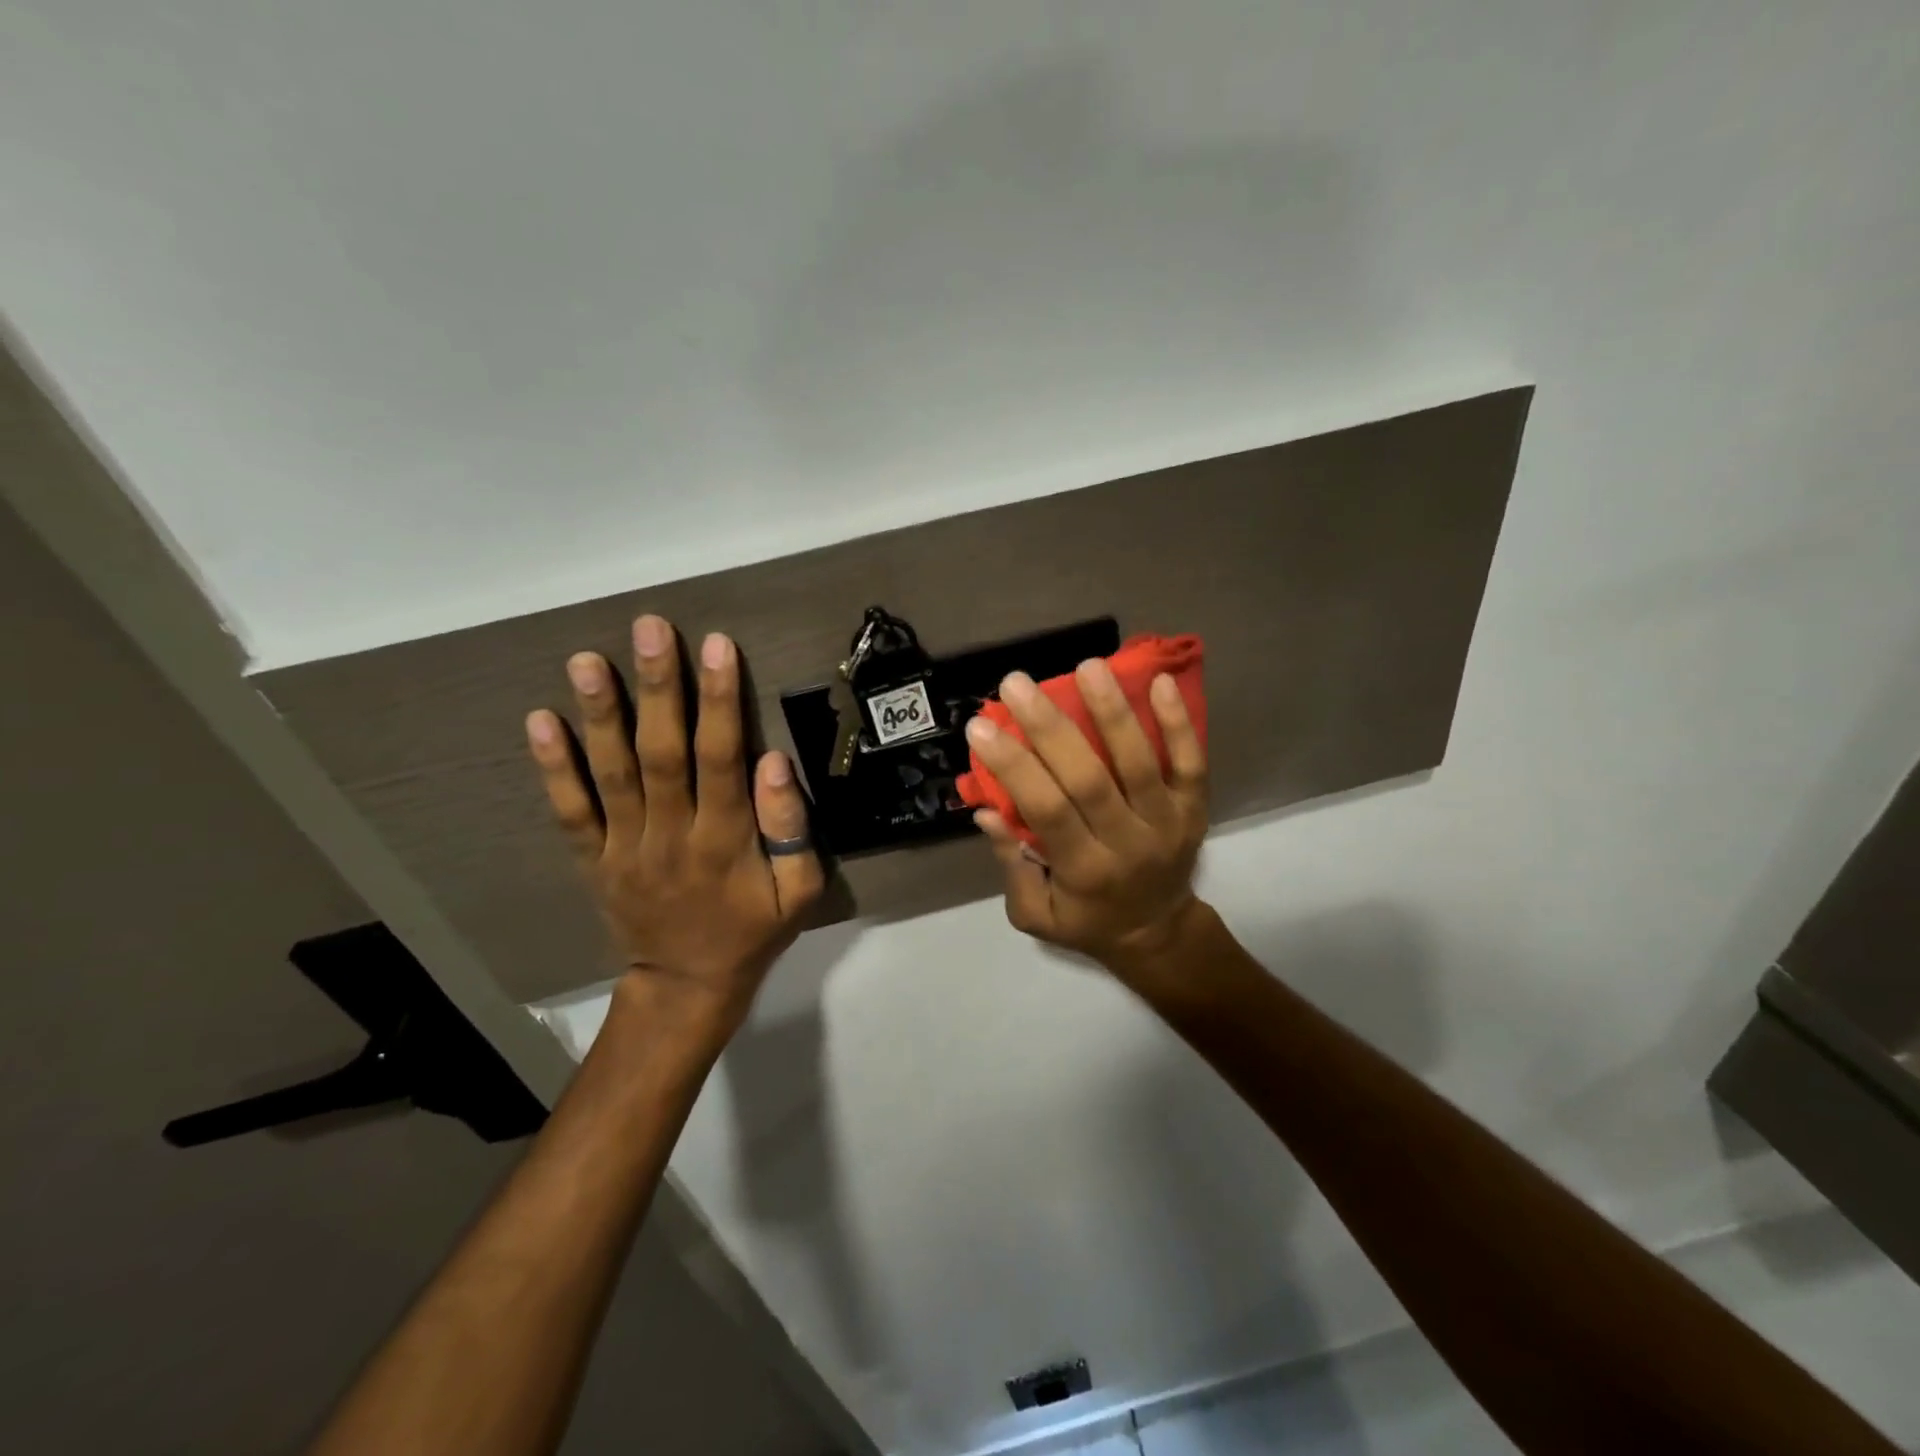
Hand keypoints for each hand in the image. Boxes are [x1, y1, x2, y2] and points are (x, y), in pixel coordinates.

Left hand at [525, 615, 823, 1033]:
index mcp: (724, 841)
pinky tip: (540, 721)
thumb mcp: (799, 892)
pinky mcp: (595, 859)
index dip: (718, 701)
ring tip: (586, 660)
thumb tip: (774, 762)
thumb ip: (791, 830)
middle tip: (648, 629)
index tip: (715, 646)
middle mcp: (670, 835)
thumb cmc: (753, 932)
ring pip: (611, 774)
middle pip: (661, 753)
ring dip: (599, 715)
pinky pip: (572, 811)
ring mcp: (625, 847)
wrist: (687, 985)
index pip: (721, 759)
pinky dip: (554, 768)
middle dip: (657, 688)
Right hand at [967, 660, 1208, 988]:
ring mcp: (1168, 822)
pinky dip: (1179, 723)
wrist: (1159, 933)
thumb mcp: (1036, 914)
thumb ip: (1011, 866)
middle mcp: (1128, 844)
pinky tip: (1162, 682)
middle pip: (1089, 779)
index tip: (980, 726)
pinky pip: (1192, 763)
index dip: (1013, 767)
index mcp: (1084, 871)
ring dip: (1113, 712)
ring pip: (1140, 763)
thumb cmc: (1087, 921)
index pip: (1046, 811)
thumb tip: (985, 812)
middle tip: (1016, 683)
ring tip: (1087, 666)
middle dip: (1049, 728)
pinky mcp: (1194, 808)